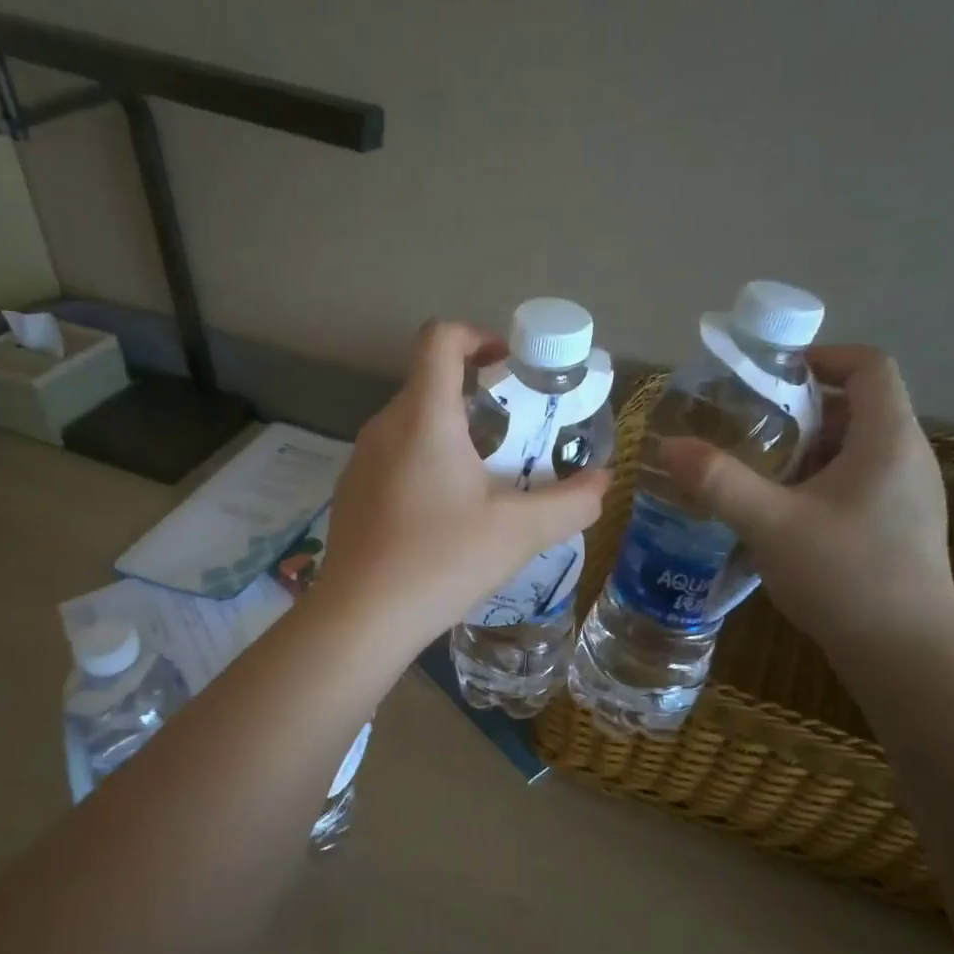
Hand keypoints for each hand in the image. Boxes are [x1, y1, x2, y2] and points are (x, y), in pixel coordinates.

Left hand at [318, 320, 610, 646]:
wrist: (361, 618)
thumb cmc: (442, 560)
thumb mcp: (520, 532)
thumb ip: (571, 502)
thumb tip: (603, 482)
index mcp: (424, 417)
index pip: (440, 338)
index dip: (477, 336)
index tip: (509, 368)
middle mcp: (384, 426)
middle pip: (430, 385)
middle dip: (477, 399)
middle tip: (515, 437)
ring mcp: (360, 461)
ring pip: (411, 426)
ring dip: (451, 436)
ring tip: (485, 482)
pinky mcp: (350, 493)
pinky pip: (392, 460)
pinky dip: (424, 466)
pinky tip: (443, 518)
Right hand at [660, 345, 953, 654]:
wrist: (907, 655)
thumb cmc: (845, 575)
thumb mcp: (771, 524)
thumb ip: (719, 481)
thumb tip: (668, 445)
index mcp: (887, 439)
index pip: (869, 366)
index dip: (822, 356)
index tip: (771, 373)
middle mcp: (907, 457)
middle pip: (858, 406)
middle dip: (800, 407)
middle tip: (748, 423)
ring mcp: (908, 496)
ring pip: (856, 448)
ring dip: (807, 447)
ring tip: (757, 466)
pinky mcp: (900, 528)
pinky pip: (858, 481)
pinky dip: (819, 480)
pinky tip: (782, 513)